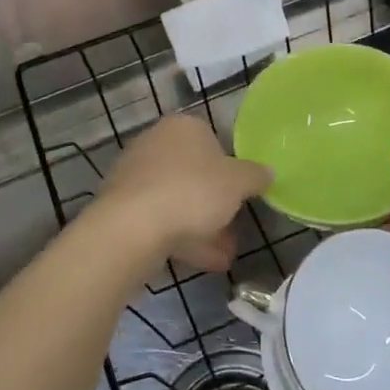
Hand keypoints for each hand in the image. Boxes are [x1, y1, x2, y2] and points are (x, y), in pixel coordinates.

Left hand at [95, 115, 270, 273]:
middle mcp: (155, 143)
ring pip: (178, 200)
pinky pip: (160, 219)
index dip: (231, 171)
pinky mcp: (122, 206)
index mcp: (183, 127)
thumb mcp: (238, 183)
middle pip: (194, 175)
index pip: (214, 142)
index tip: (242, 196)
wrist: (133, 227)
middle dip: (216, 206)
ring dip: (202, 228)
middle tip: (234, 231)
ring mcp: (135, 175)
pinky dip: (181, 237)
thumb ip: (256, 176)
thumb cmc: (193, 191)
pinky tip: (202, 262)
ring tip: (224, 257)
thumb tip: (268, 172)